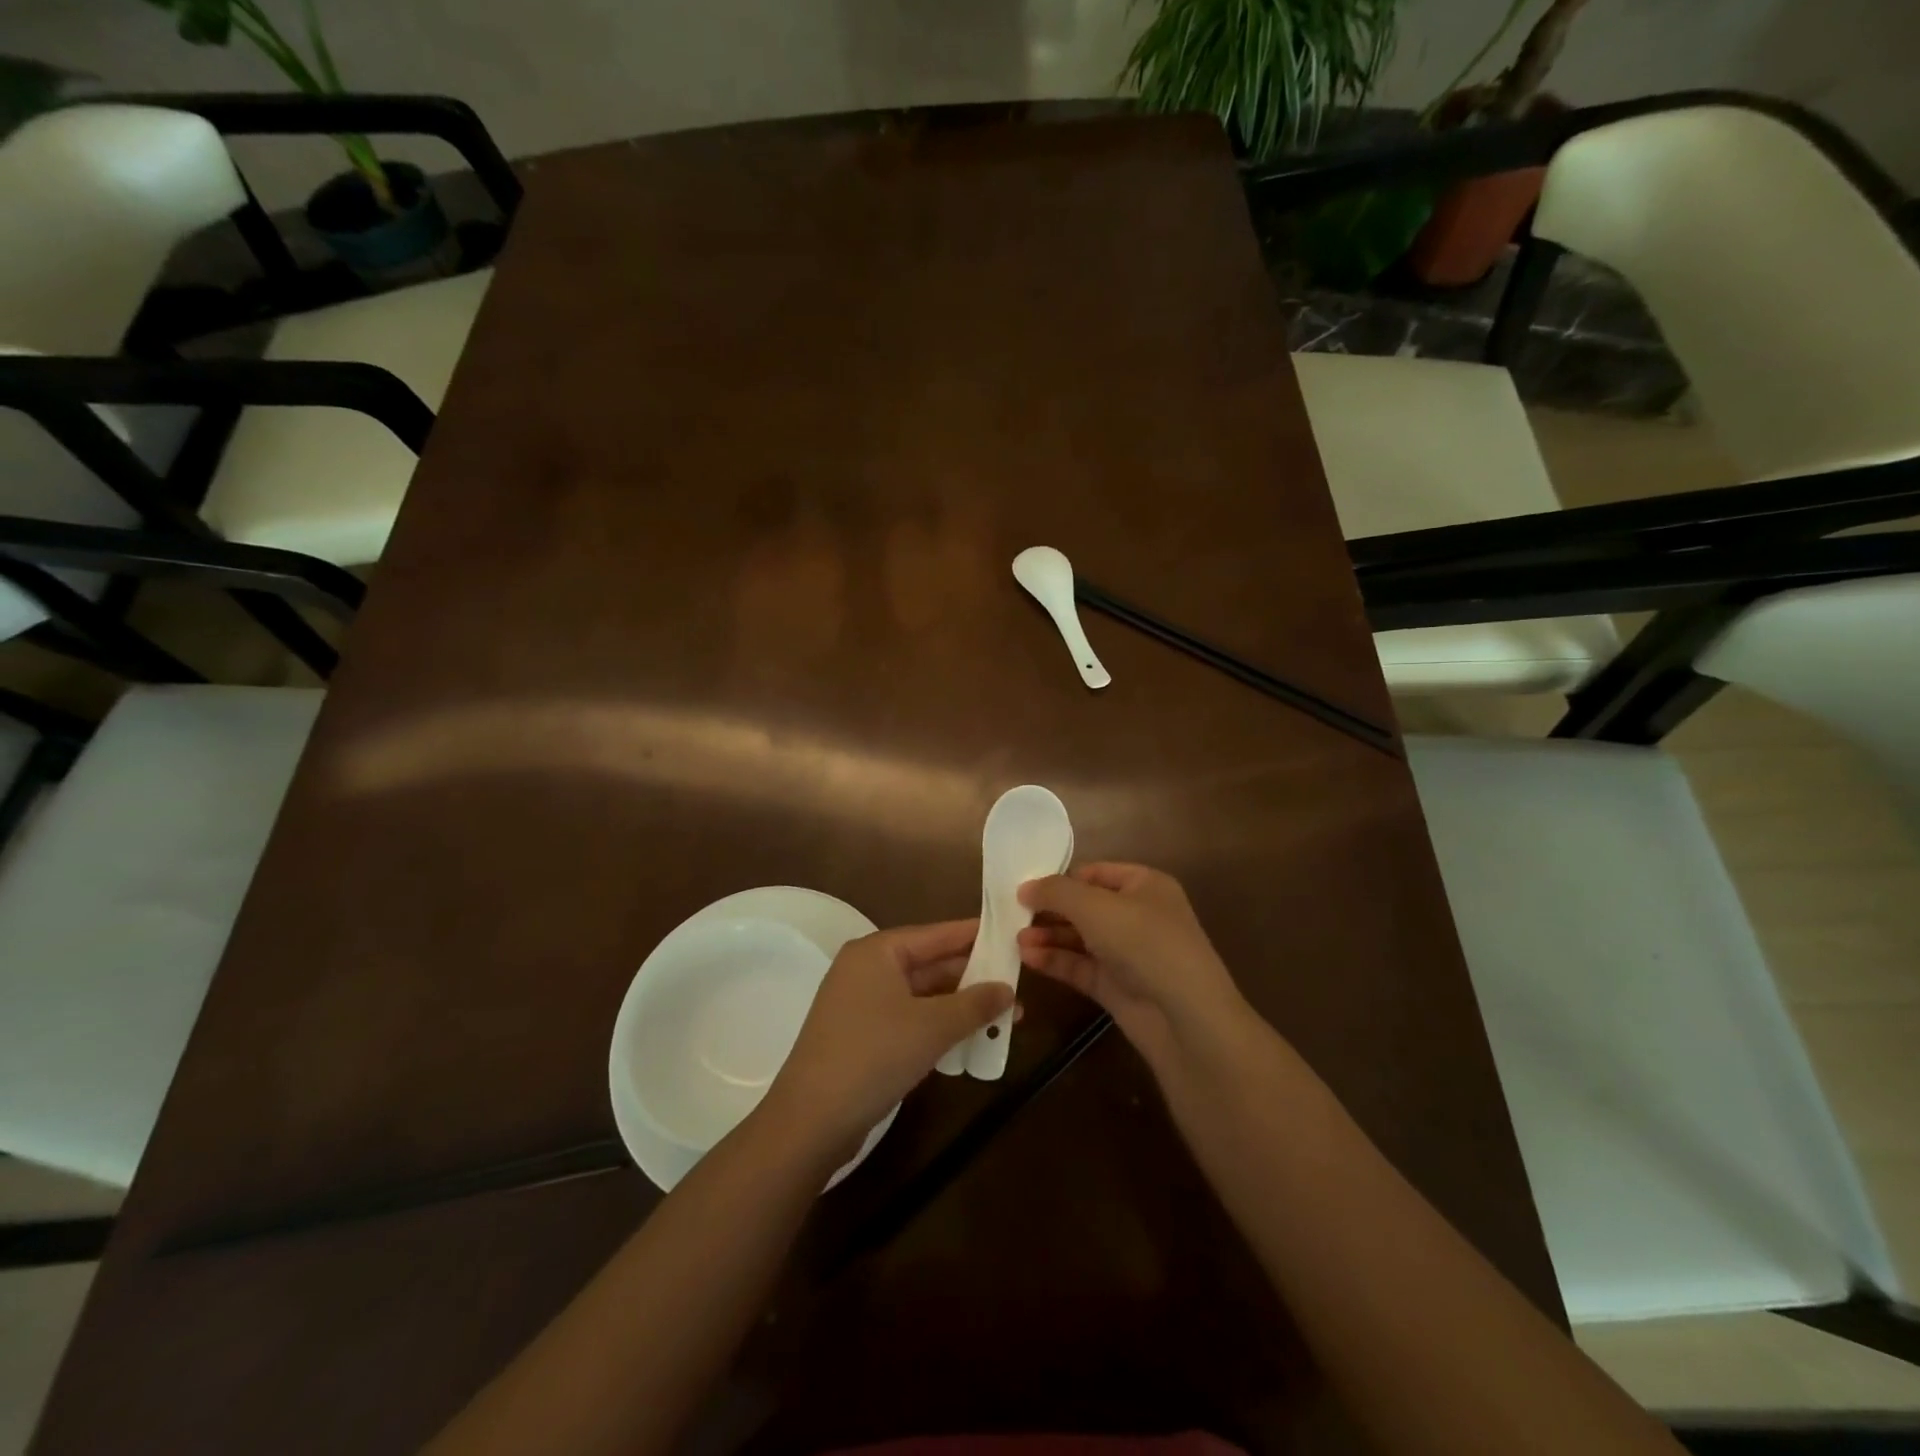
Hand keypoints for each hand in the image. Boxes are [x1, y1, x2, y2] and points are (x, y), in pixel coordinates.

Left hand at [764, 920, 1011, 1154]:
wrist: (812, 1120)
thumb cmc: (874, 1055)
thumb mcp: (933, 1027)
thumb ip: (974, 1004)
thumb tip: (1007, 989)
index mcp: (878, 952)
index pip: (936, 934)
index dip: (975, 935)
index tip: (1010, 933)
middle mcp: (867, 969)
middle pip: (930, 964)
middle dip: (973, 978)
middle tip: (1017, 984)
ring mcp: (861, 1004)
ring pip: (922, 996)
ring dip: (960, 1007)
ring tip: (1006, 1016)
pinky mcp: (861, 1036)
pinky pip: (909, 1019)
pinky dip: (938, 1026)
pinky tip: (971, 1041)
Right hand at [1017, 863, 1247, 1070]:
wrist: (1185, 1017)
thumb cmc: (1144, 942)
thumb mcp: (1095, 906)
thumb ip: (1056, 892)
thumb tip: (1025, 887)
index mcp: (1145, 885)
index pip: (1095, 873)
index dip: (1062, 878)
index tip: (1026, 887)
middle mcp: (1138, 915)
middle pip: (1085, 906)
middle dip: (1050, 910)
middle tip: (1012, 914)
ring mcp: (1128, 953)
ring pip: (1081, 938)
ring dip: (1049, 936)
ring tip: (1015, 938)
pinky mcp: (1118, 986)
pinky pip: (1081, 967)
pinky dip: (1055, 961)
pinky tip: (1028, 957)